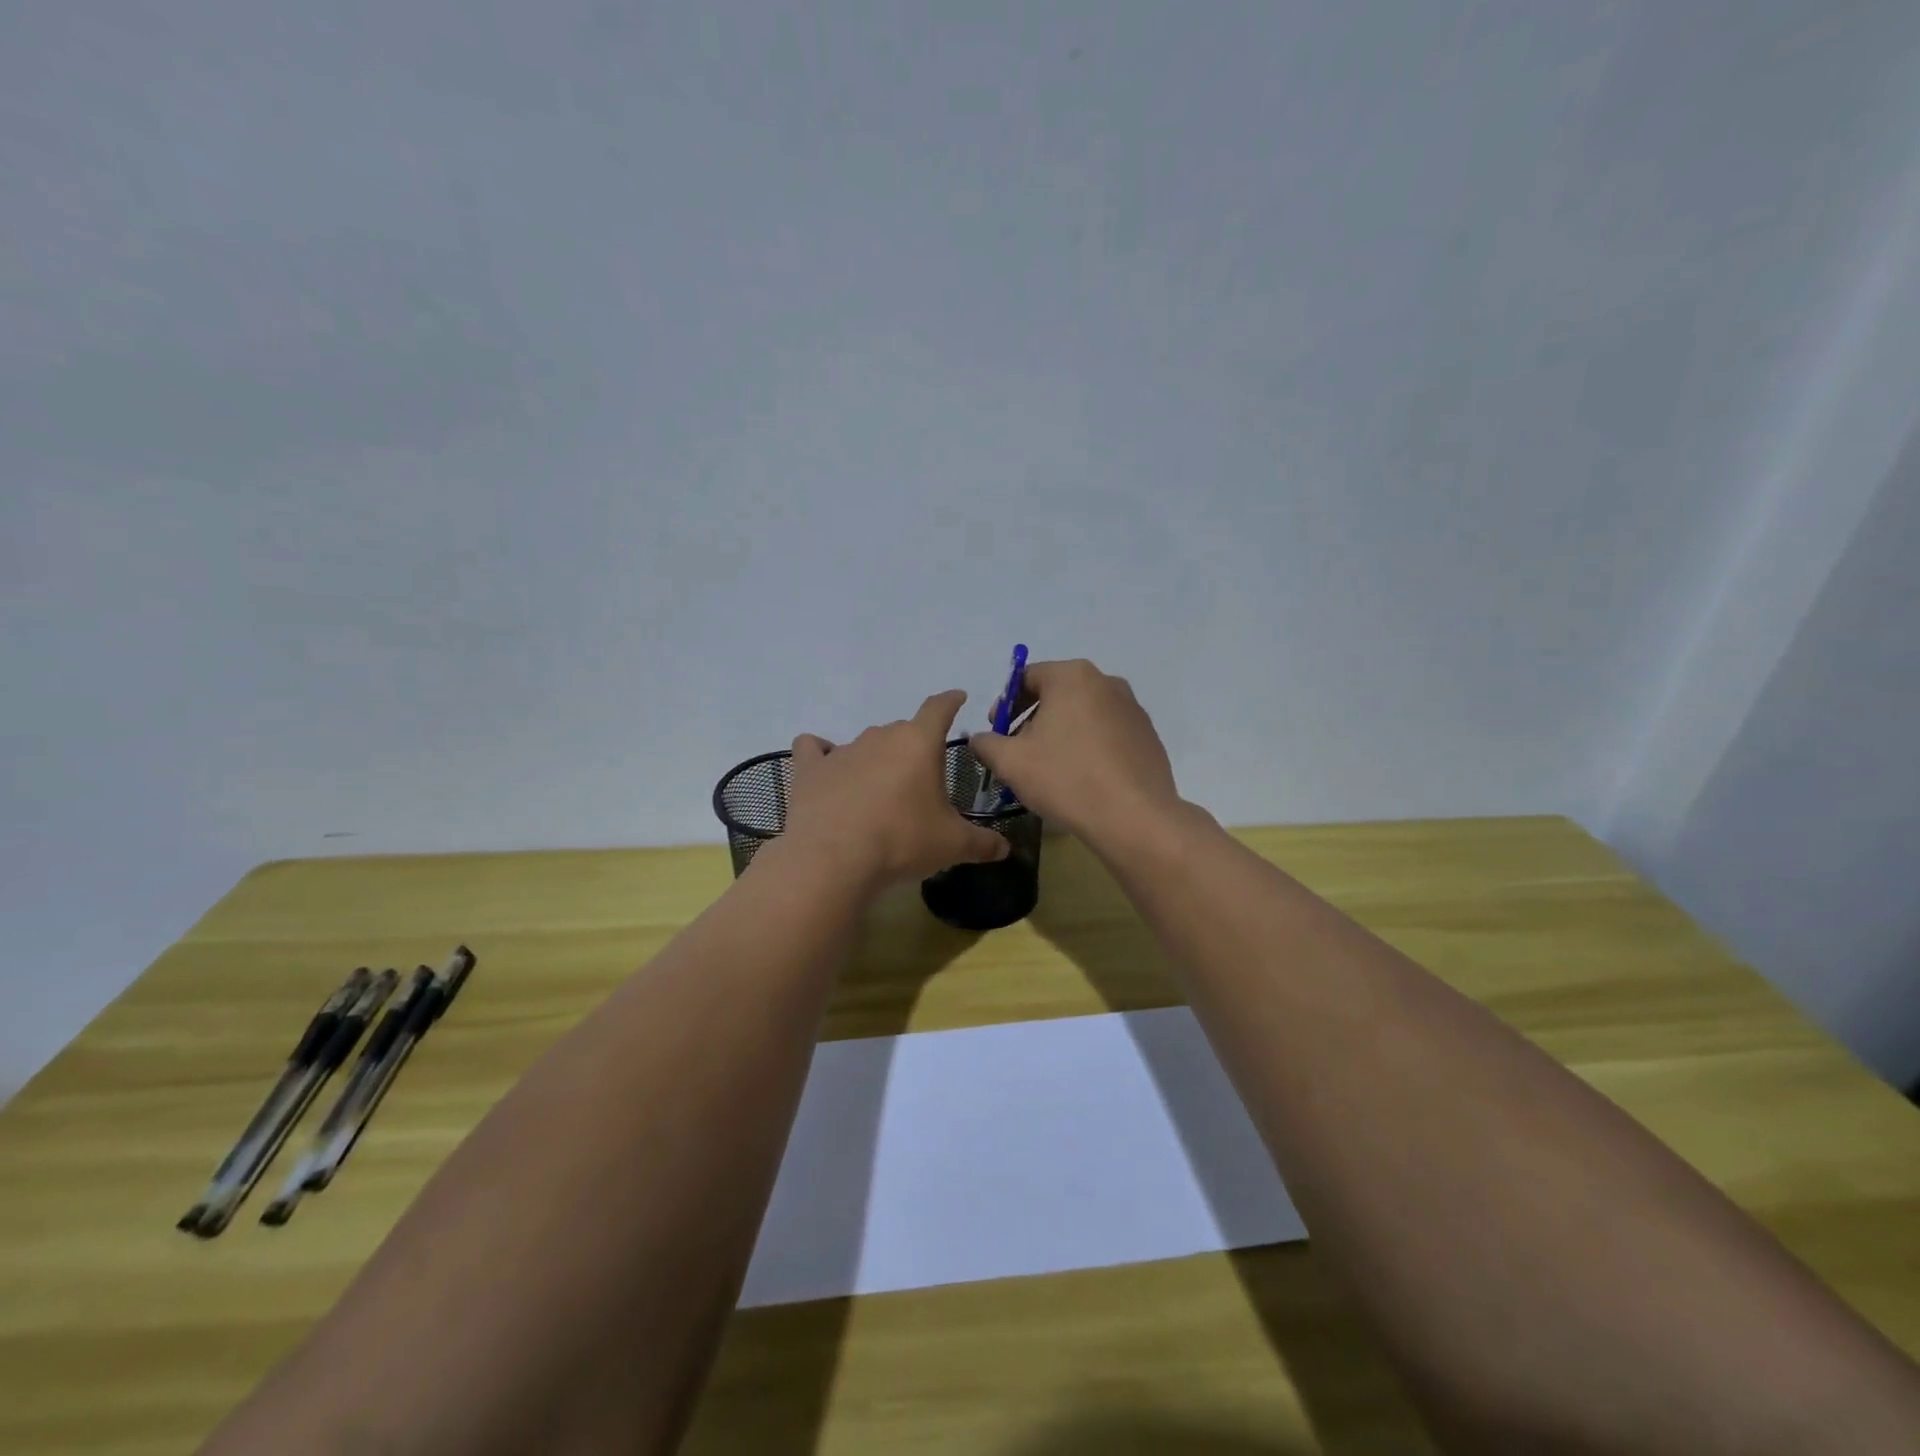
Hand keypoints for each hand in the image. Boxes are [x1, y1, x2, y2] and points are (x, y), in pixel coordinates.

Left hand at [780, 690, 1010, 889]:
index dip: (951, 701)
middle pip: (903, 730)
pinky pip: (813, 749)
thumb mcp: (952, 845)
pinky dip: (821, 754)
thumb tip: (1005, 849)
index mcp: (919, 743)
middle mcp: (881, 737)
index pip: (939, 708)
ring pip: (866, 743)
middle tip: (919, 780)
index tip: (958, 698)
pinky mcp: (810, 769)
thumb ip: (982, 843)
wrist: (833, 859)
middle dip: (913, 748)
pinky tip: (826, 769)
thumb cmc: (902, 841)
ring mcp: (842, 750)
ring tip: (879, 791)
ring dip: (876, 759)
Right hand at [967, 659, 1181, 844]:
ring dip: (1061, 733)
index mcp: (1072, 676)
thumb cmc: (1066, 779)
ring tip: (1050, 768)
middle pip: (1057, 693)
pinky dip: (1089, 746)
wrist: (1134, 817)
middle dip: (1033, 719)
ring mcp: (1132, 708)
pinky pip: (1107, 733)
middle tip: (1019, 751)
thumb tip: (980, 738)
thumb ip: (986, 743)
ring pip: (1083, 713)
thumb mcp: (1011, 762)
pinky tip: (1082, 777)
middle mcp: (1106, 681)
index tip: (997, 732)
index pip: (1027, 677)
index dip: (1005, 704)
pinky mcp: (1147, 735)